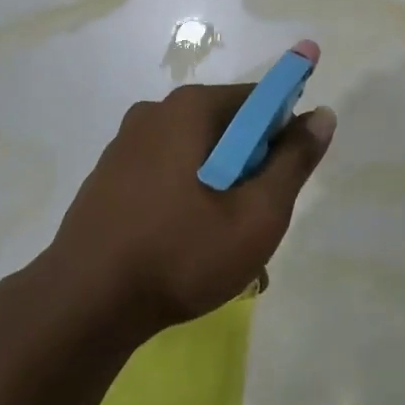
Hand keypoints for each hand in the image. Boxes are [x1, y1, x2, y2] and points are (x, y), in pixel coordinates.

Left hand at [43, 54, 335, 333]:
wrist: (82, 305)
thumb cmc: (180, 254)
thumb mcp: (256, 215)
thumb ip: (293, 161)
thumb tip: (322, 114)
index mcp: (190, 108)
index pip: (258, 100)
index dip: (282, 134)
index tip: (285, 180)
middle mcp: (155, 112)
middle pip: (226, 128)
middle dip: (249, 169)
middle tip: (254, 224)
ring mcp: (125, 144)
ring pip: (195, 155)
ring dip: (218, 189)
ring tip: (220, 248)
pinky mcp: (108, 176)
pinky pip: (164, 174)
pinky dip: (184, 198)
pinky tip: (182, 248)